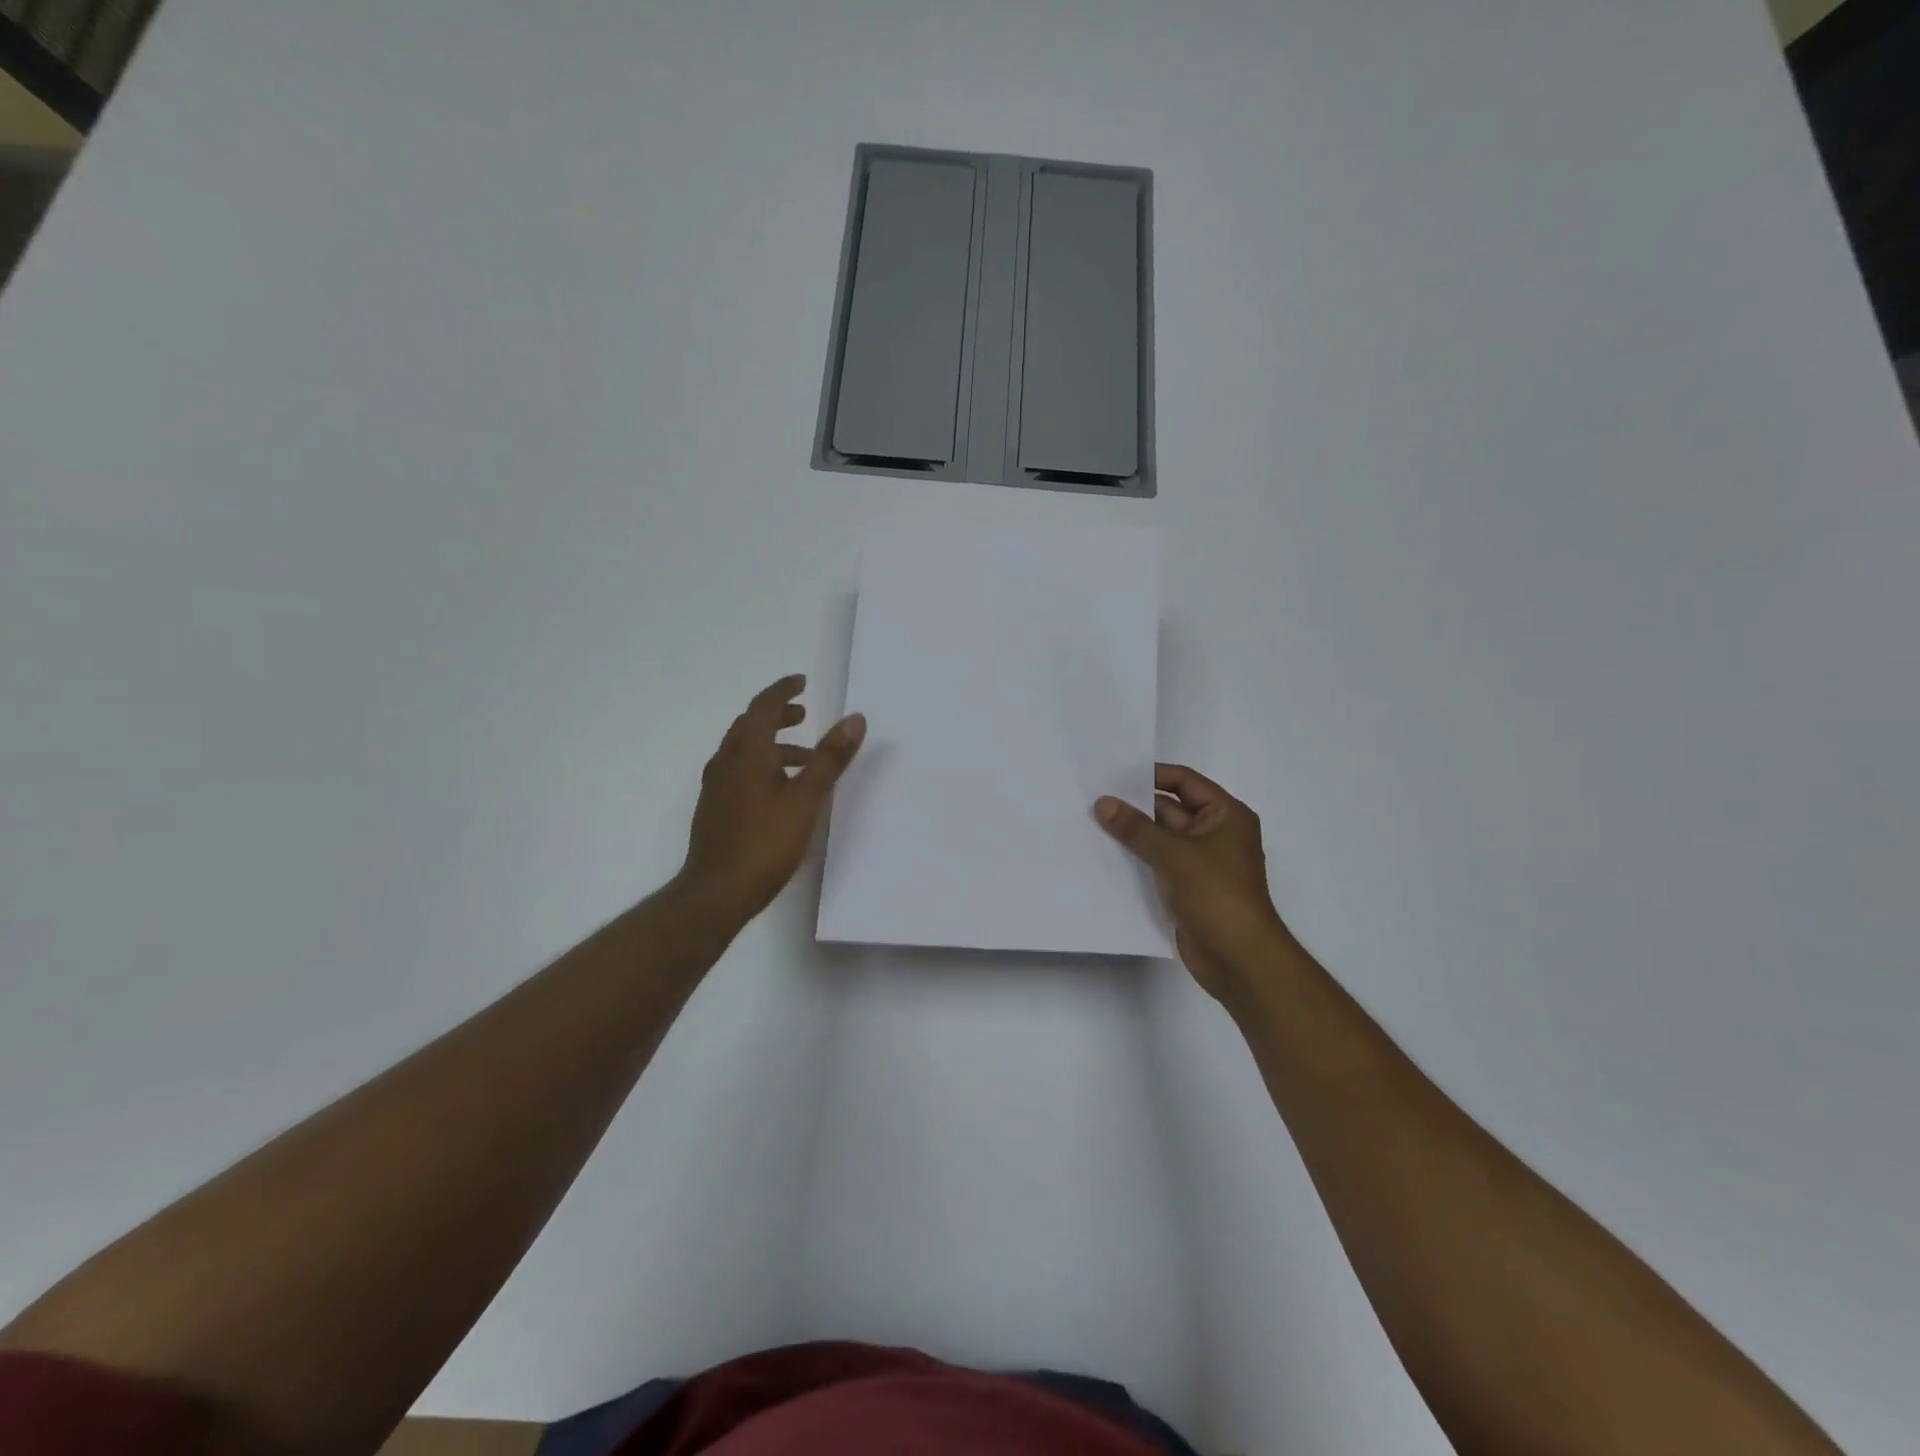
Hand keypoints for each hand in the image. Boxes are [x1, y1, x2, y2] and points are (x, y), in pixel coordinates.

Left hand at [676, 674, 865, 927]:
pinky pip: (740, 772)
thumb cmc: (764, 842)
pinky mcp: (715, 809)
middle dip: (778, 716)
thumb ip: (830, 758)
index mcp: (747, 753)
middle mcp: (726, 762)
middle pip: (750, 725)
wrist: (716, 892)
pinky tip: (781, 791)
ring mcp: (717, 787)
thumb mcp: (806, 799)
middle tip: (804, 714)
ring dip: (773, 744)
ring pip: (745, 751)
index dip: (783, 691)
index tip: (802, 682)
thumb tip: (854, 718)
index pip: (763, 707)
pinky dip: (763, 766)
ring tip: (805, 759)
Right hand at [1096, 765, 1292, 1001]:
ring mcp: (1201, 863)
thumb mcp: (1173, 854)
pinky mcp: (1187, 888)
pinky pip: (1158, 863)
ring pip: (1161, 838)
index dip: (1152, 775)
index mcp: (1226, 815)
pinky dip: (1136, 858)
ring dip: (1132, 833)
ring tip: (1091, 822)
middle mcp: (1216, 833)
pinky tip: (1104, 854)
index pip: (1185, 782)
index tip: (1115, 774)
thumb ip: (1136, 827)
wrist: (1239, 958)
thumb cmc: (1216, 895)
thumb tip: (1103, 802)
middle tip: (1094, 799)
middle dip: (1136, 805)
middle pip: (1171, 809)